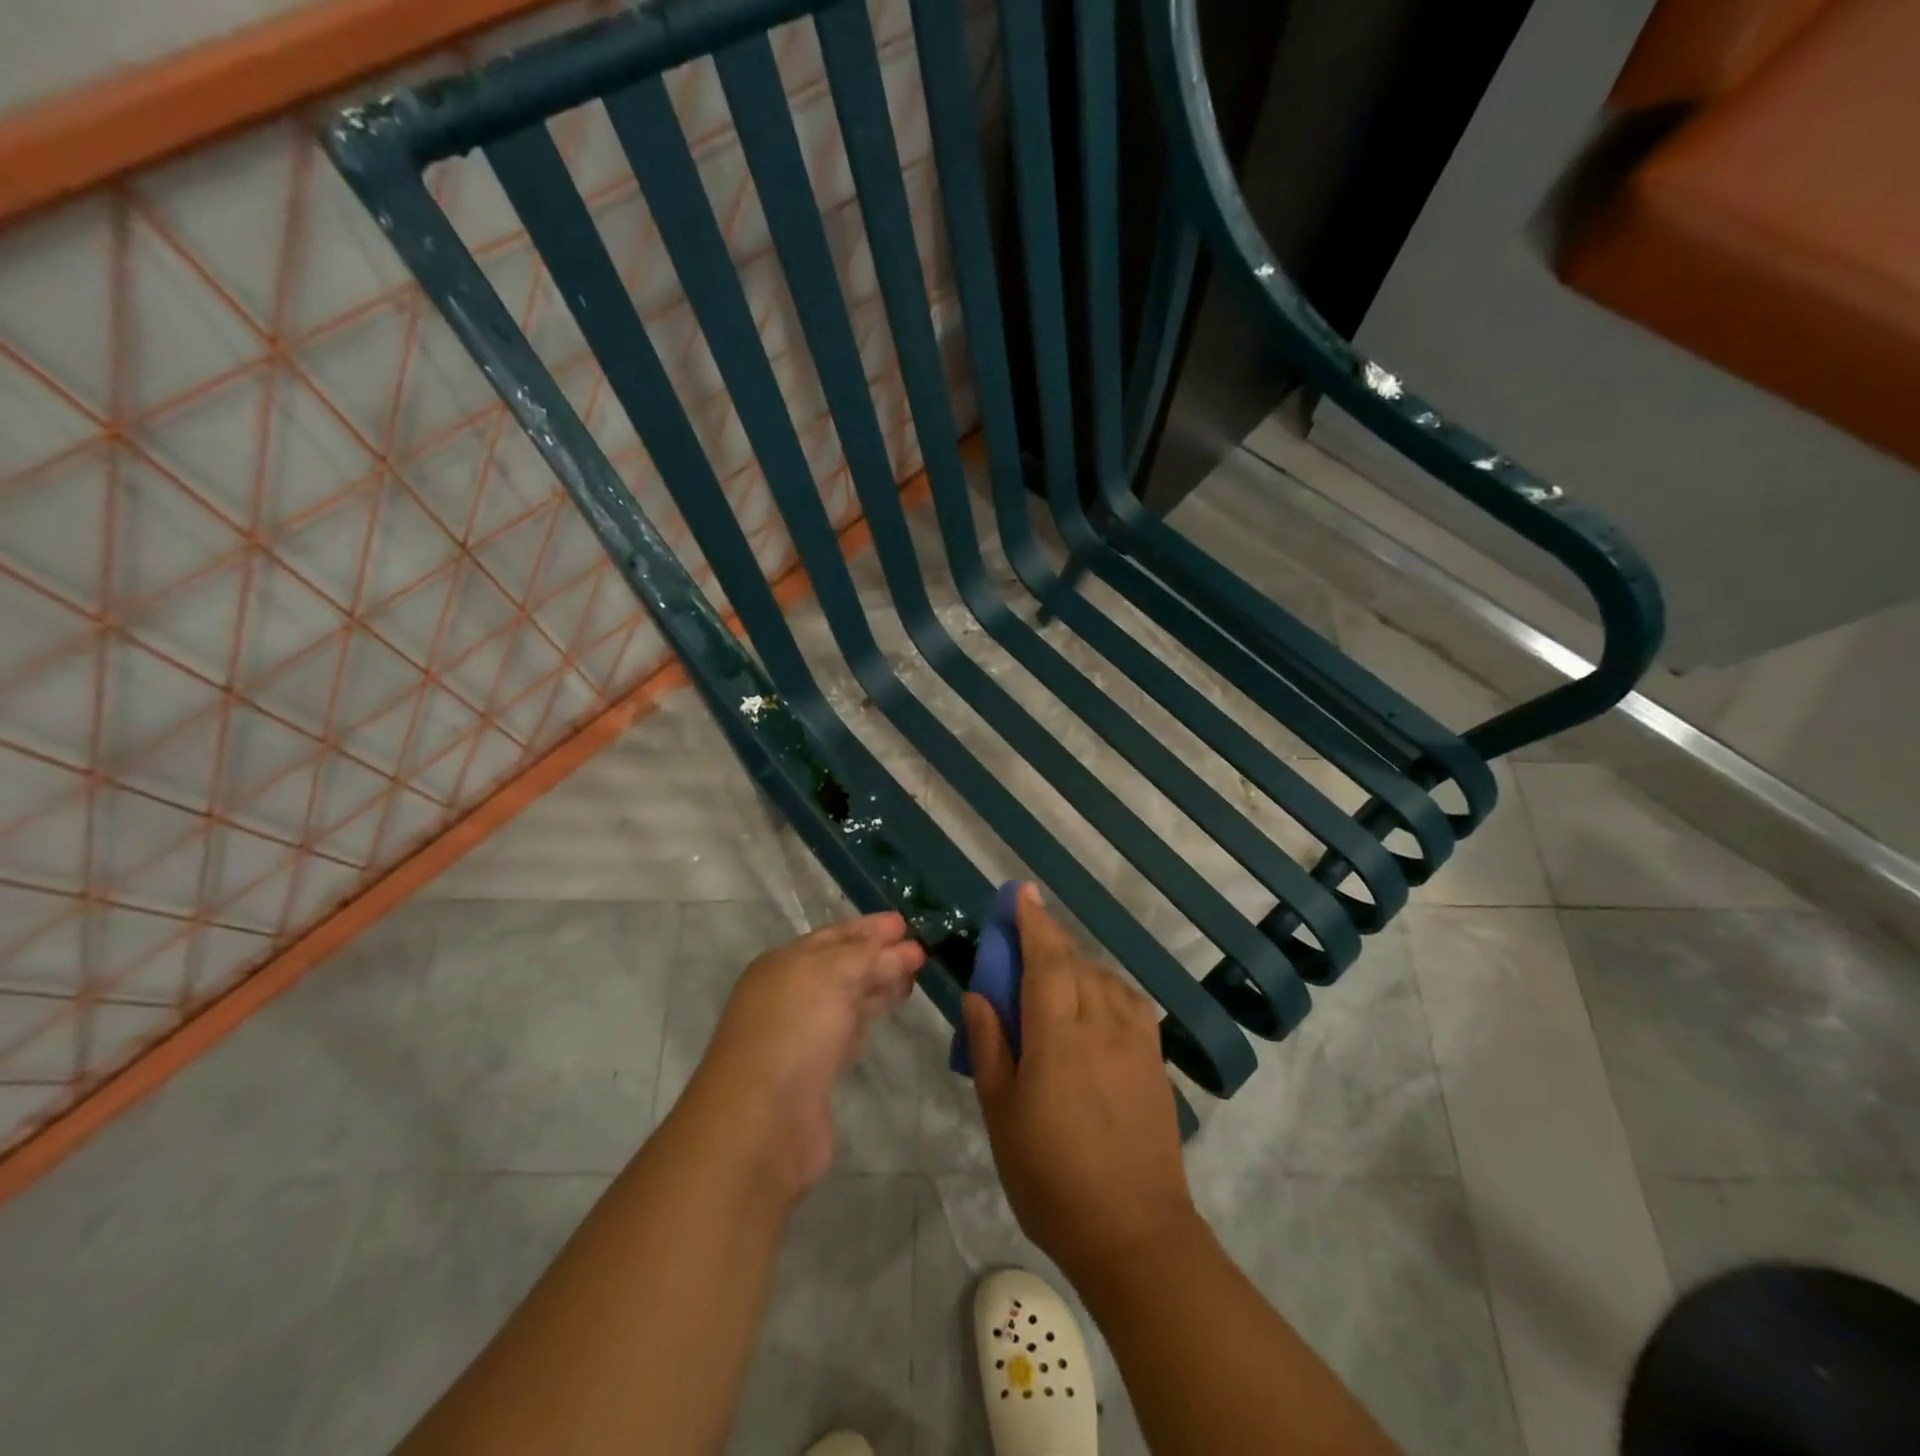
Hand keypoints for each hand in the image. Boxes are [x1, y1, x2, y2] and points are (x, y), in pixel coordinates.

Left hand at [683, 912, 925, 1197]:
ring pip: (848, 997)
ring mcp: (802, 1033)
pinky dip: (870, 1015)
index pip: (833, 936)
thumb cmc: (794, 1031)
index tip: (904, 923)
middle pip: (841, 966)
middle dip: (879, 955)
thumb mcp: (830, 974)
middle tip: (920, 949)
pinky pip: (850, 1029)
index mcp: (783, 964)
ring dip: (879, 984)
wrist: (764, 1121)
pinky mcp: (816, 1071)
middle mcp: (789, 994)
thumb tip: (899, 944)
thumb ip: (866, 954)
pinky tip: (889, 1010)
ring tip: (914, 975)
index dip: (868, 928)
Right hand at [963, 884, 1198, 1282]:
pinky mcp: (1156, 1060)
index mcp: (1058, 1037)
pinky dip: (1107, 987)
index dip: (1033, 922)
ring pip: (1104, 978)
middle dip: (1048, 941)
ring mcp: (1135, 1041)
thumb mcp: (1002, 1115)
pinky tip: (1096, 1004)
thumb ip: (990, 1047)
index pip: (1045, 960)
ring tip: (1054, 979)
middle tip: (1023, 942)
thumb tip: (979, 994)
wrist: (1134, 1232)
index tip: (1022, 892)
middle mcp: (1101, 1025)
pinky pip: (1130, 1002)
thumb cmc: (1051, 1178)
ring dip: (1076, 965)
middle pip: (1074, 963)